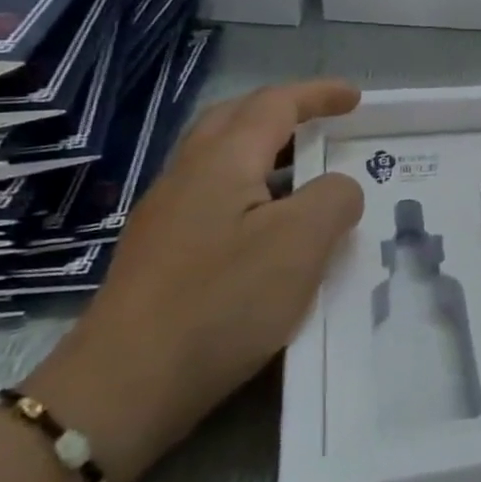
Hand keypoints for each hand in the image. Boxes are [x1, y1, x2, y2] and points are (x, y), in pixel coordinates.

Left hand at [23, 80, 364, 481]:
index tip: (356, 97)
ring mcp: (166, 215)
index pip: (274, 105)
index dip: (318, 94)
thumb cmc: (222, 303)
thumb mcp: (301, 243)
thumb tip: (338, 188)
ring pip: (220, 158)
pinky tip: (270, 226)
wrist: (124, 387)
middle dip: (283, 111)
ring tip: (305, 171)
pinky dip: (252, 188)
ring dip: (265, 150)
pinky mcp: (161, 252)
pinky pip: (214, 195)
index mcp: (222, 161)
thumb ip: (334, 199)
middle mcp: (187, 176)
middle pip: (235, 120)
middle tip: (324, 122)